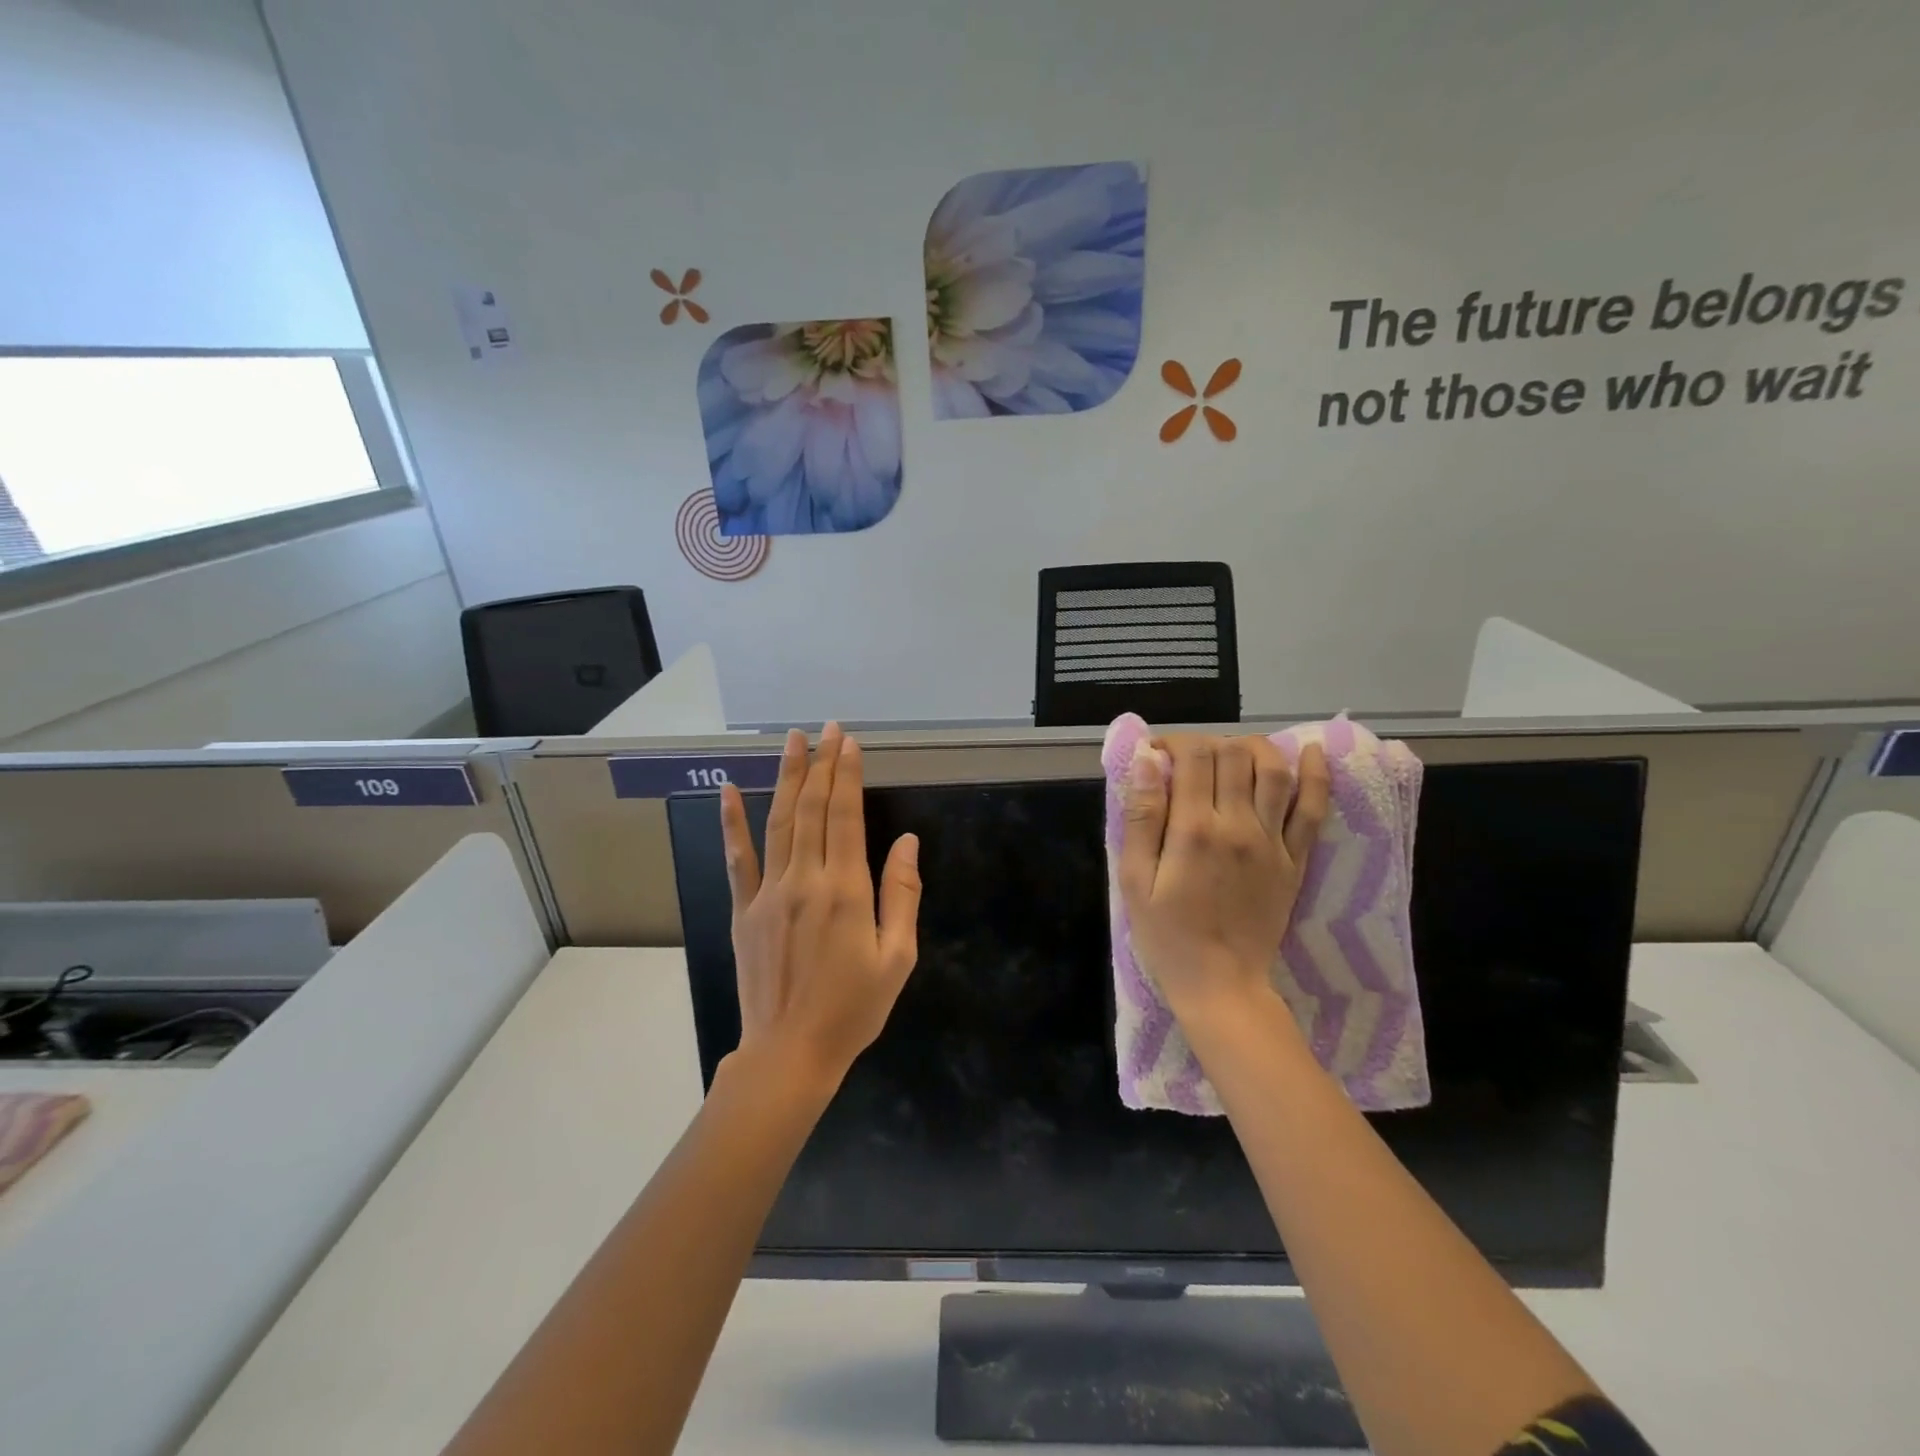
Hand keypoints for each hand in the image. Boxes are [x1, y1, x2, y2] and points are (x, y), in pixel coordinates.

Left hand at [719, 723, 921, 1084]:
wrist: (790, 1054)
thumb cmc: (852, 1009)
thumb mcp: (897, 958)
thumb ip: (902, 895)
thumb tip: (906, 841)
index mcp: (846, 891)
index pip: (846, 816)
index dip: (848, 776)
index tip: (849, 743)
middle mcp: (804, 881)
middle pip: (812, 810)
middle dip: (821, 765)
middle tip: (826, 729)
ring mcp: (768, 893)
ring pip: (778, 823)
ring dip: (786, 779)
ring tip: (792, 742)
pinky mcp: (744, 910)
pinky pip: (738, 859)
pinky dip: (732, 823)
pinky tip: (727, 792)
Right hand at [1118, 734, 1329, 1025]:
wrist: (1221, 984)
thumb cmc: (1167, 935)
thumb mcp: (1134, 879)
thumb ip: (1142, 817)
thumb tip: (1149, 761)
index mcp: (1194, 829)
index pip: (1194, 757)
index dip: (1175, 743)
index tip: (1159, 755)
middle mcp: (1238, 825)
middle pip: (1234, 755)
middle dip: (1209, 745)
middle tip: (1190, 763)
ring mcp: (1273, 842)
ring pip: (1275, 771)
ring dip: (1255, 748)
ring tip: (1234, 752)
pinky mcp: (1296, 860)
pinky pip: (1314, 809)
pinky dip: (1317, 775)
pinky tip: (1312, 751)